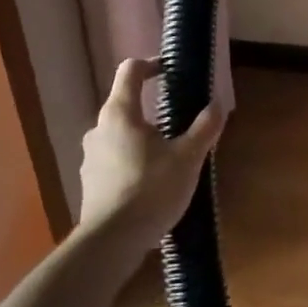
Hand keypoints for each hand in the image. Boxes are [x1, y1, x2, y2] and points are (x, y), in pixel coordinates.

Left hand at [78, 58, 225, 246]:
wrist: (111, 242)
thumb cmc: (151, 189)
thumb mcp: (188, 157)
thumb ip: (204, 128)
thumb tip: (218, 103)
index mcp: (120, 113)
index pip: (131, 71)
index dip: (151, 64)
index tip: (169, 72)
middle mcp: (99, 128)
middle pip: (125, 105)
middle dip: (152, 111)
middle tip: (179, 126)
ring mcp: (90, 157)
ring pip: (119, 136)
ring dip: (142, 139)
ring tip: (167, 159)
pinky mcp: (89, 183)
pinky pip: (114, 161)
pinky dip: (132, 163)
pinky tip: (151, 184)